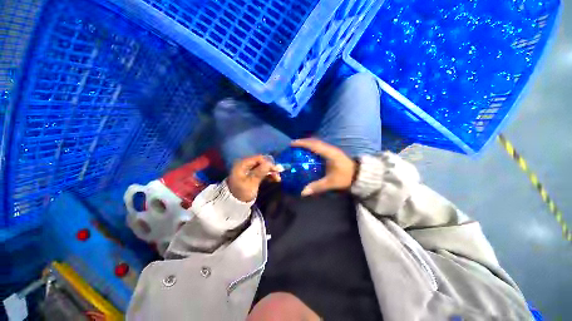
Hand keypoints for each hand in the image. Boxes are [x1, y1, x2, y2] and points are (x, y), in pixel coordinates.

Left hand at [228, 155, 280, 201]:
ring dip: (270, 172)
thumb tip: (269, 163)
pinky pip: (261, 173)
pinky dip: (267, 175)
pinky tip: (274, 179)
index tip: (276, 169)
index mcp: (242, 164)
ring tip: (277, 178)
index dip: (268, 163)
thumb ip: (260, 172)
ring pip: (262, 168)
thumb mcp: (251, 182)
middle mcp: (245, 165)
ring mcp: (248, 171)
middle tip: (278, 173)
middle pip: (260, 163)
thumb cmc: (241, 193)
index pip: (258, 159)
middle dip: (270, 168)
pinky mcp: (251, 176)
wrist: (233, 205)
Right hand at [291, 138, 356, 195]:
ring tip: (298, 147)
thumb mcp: (331, 183)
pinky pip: (319, 146)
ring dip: (307, 143)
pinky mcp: (332, 152)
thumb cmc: (345, 177)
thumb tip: (303, 192)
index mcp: (329, 153)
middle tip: (293, 145)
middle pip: (314, 141)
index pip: (314, 145)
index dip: (302, 143)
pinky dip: (312, 146)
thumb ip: (317, 187)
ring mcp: (332, 149)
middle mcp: (330, 148)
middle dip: (303, 142)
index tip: (292, 144)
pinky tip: (308, 152)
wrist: (359, 174)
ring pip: (317, 142)